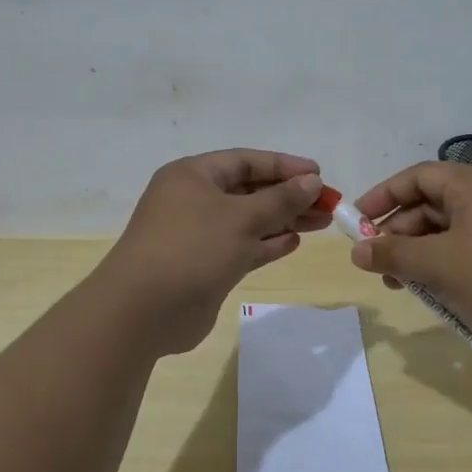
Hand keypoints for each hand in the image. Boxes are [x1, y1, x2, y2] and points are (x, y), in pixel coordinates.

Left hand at [97, 149, 331, 354]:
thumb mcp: (241, 218)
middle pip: (249, 190)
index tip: (319, 175)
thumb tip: (312, 182)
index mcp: (193, 176)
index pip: (246, 161)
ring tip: (322, 222)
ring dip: (283, 220)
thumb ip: (280, 199)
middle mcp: (193, 200)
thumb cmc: (192, 248)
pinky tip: (294, 242)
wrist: (143, 310)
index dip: (284, 166)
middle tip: (328, 204)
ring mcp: (198, 235)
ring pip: (248, 220)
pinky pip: (242, 247)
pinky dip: (267, 243)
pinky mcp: (204, 265)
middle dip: (289, 196)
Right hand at [347, 162, 471, 355]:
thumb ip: (394, 254)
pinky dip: (446, 266)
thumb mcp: (439, 265)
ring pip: (449, 232)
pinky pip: (469, 250)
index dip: (382, 197)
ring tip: (402, 286)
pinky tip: (435, 294)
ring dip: (420, 255)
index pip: (417, 177)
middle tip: (378, 265)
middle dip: (400, 234)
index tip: (356, 223)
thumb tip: (356, 251)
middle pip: (431, 204)